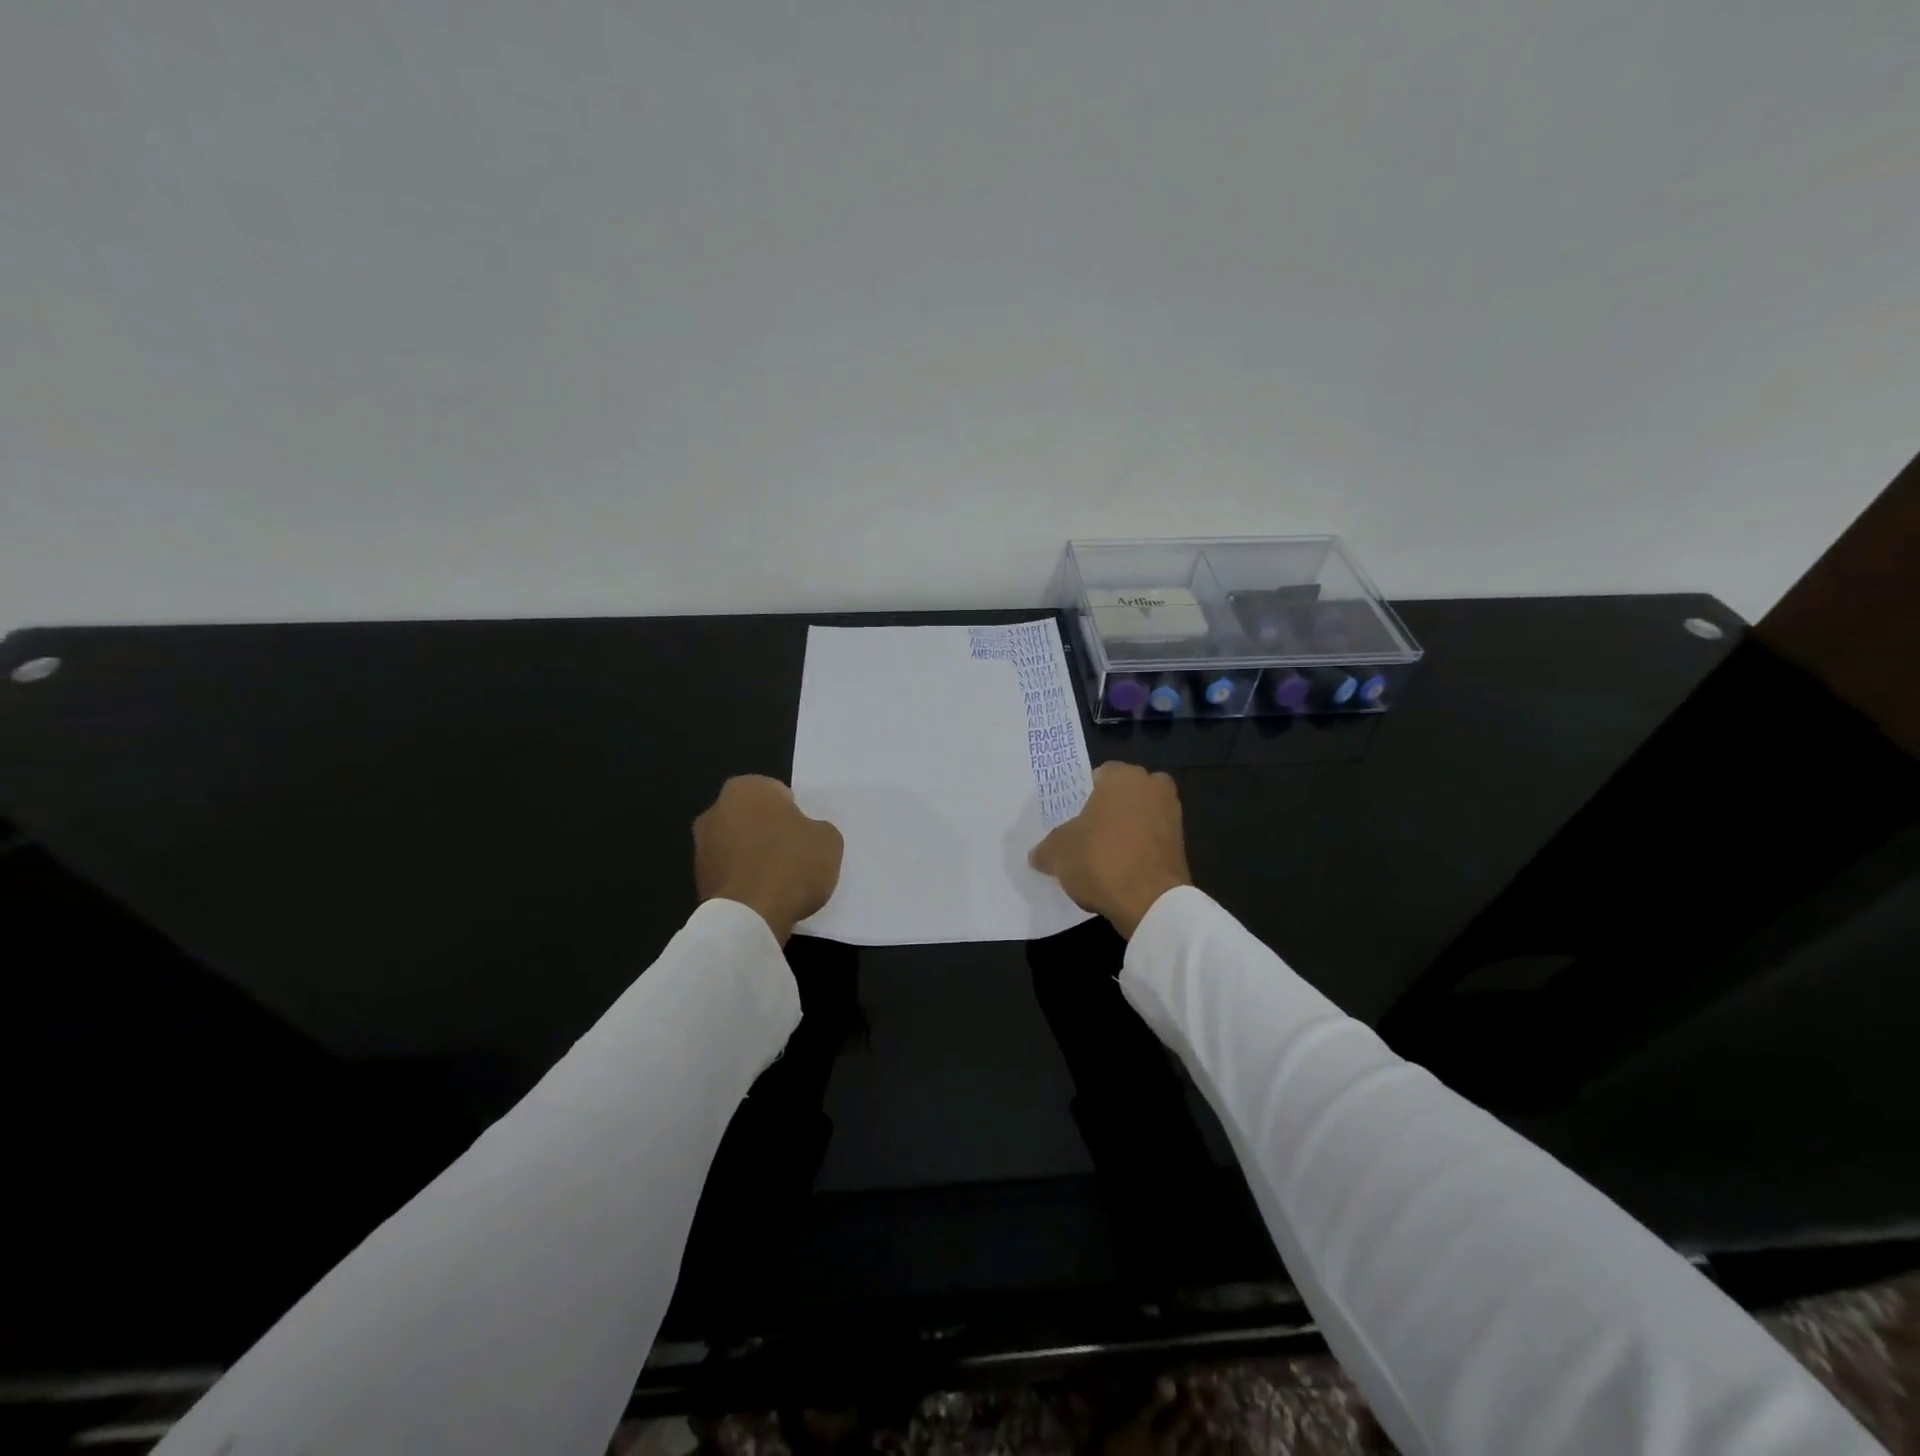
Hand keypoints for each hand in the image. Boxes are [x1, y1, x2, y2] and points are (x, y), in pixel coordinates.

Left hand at [693, 776, 843, 944]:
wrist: (753, 915)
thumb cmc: (793, 863)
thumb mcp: (828, 839)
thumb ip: (815, 828)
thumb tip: (805, 835)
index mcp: (746, 788)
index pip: (775, 792)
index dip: (793, 813)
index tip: (804, 834)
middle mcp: (716, 810)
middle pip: (751, 817)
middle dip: (767, 831)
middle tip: (793, 853)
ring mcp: (701, 847)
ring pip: (736, 845)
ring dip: (751, 856)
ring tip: (778, 880)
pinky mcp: (697, 881)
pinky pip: (729, 873)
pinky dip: (742, 880)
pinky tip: (762, 897)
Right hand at [1029, 761, 1192, 939]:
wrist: (1150, 901)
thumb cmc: (1100, 858)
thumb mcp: (1058, 853)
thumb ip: (1046, 848)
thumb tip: (1038, 855)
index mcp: (1124, 776)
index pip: (1100, 775)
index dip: (1084, 795)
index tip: (1072, 817)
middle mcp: (1153, 787)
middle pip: (1124, 794)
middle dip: (1109, 809)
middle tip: (1087, 832)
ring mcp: (1173, 816)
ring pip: (1140, 817)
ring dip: (1126, 831)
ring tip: (1102, 855)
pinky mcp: (1182, 846)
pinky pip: (1151, 841)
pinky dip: (1139, 850)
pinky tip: (1120, 870)